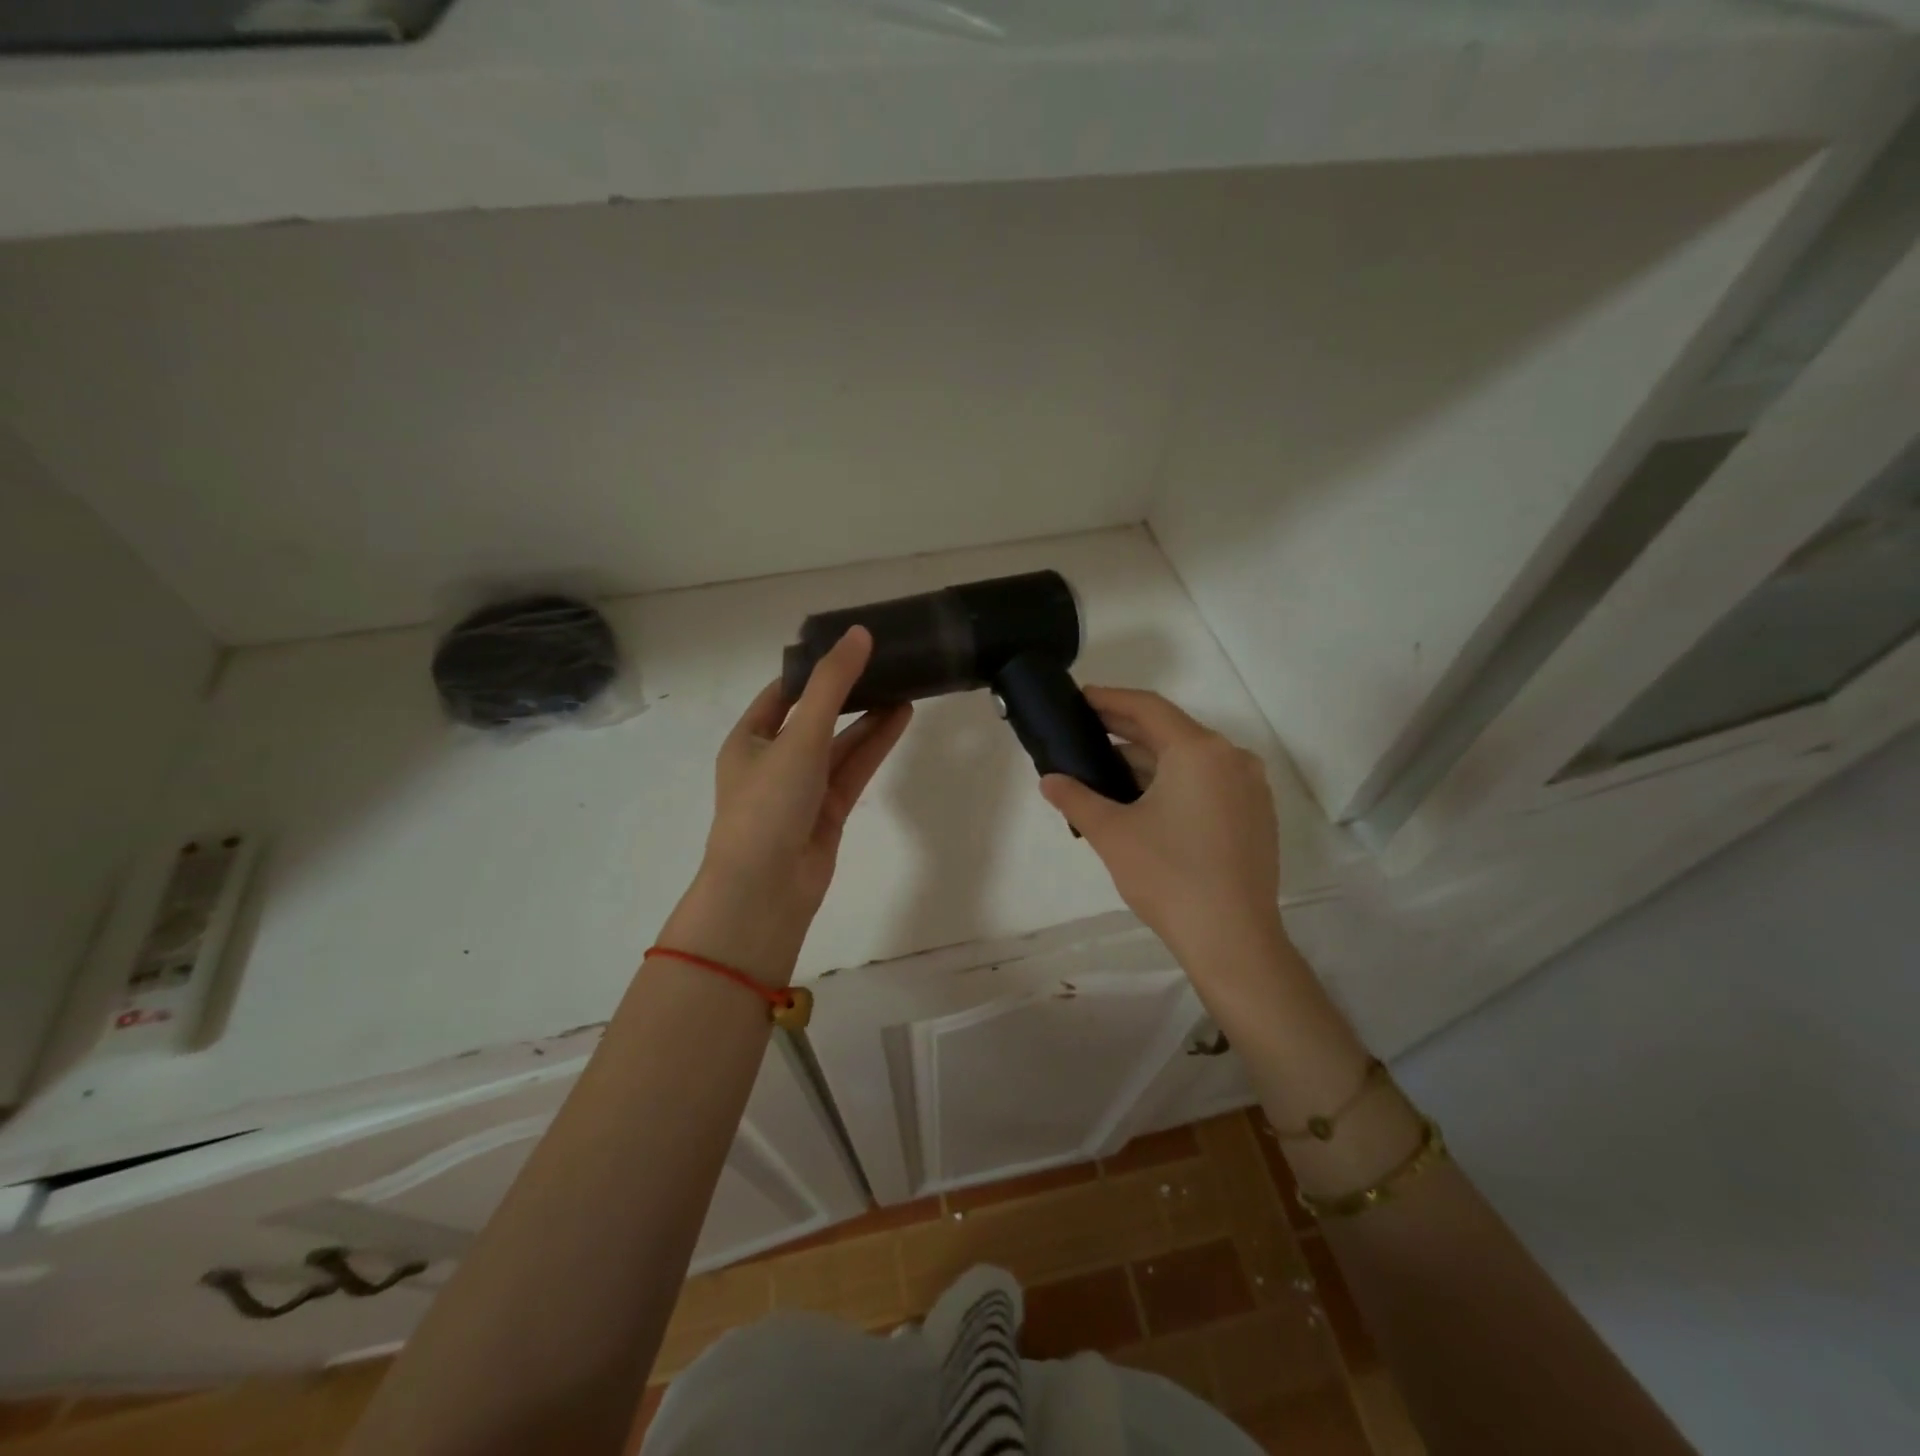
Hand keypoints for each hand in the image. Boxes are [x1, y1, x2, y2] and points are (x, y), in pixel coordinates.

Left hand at [670, 628, 911, 981]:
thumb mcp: (798, 736)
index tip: (848, 646)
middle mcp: (773, 761)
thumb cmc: (768, 804)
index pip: (781, 693)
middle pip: (815, 717)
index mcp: (748, 739)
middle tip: (884, 663)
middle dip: (847, 693)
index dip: (813, 670)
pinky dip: (875, 745)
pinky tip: (901, 718)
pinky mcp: (828, 812)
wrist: (766, 889)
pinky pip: (853, 770)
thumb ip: (831, 685)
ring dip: (868, 718)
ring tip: (904, 685)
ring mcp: (802, 788)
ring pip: (840, 744)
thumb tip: (859, 634)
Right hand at [1039, 687, 1282, 966]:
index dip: (1111, 699)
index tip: (1081, 698)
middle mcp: (1232, 758)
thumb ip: (1076, 798)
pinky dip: (1175, 781)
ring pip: (1190, 760)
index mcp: (1199, 751)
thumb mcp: (1112, 833)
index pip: (1149, 708)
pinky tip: (1144, 800)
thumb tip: (1049, 780)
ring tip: (1106, 770)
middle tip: (1085, 731)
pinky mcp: (1256, 815)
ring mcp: (1250, 787)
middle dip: (1127, 730)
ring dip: (1149, 760)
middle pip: (1172, 731)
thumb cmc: (1168, 876)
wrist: (1232, 938)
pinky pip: (1208, 782)